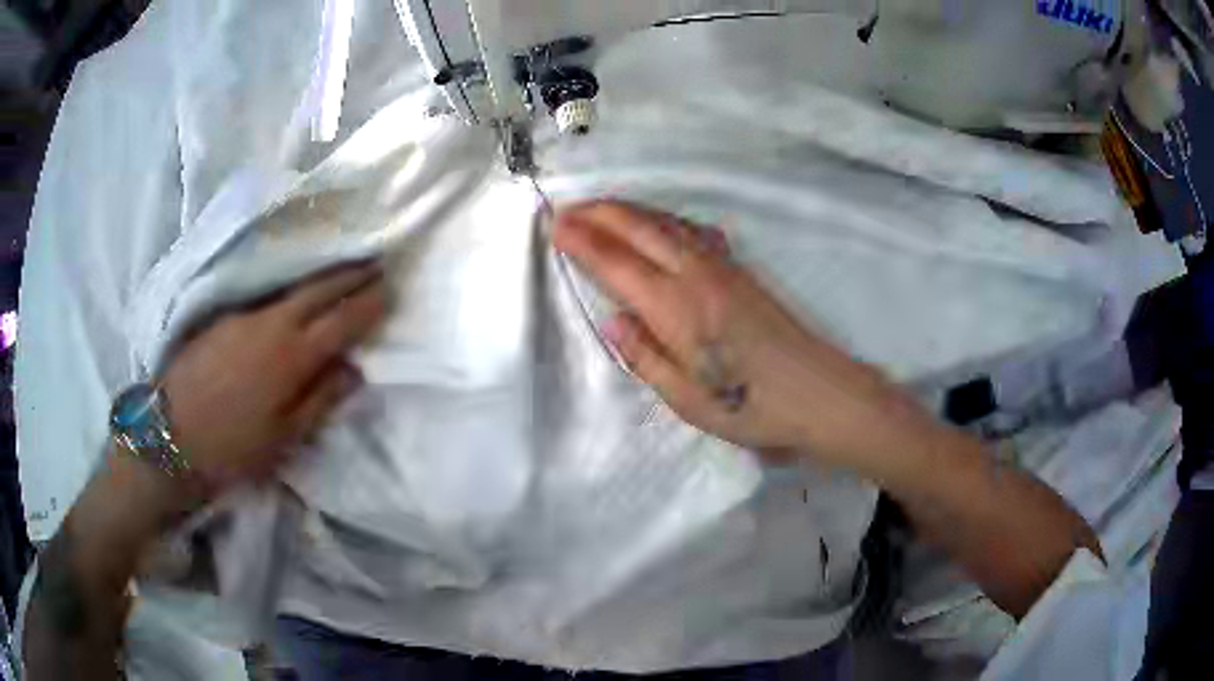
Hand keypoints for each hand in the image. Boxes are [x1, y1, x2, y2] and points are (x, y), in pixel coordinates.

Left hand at [160, 264, 387, 494]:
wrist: (170, 436)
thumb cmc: (233, 448)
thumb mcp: (284, 437)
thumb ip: (321, 399)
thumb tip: (354, 370)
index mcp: (292, 357)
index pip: (341, 320)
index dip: (368, 304)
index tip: (389, 289)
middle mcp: (271, 324)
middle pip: (318, 289)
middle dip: (349, 274)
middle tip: (373, 263)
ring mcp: (244, 315)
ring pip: (292, 288)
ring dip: (321, 277)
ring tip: (340, 272)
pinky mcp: (222, 317)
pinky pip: (267, 295)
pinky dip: (290, 289)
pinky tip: (293, 296)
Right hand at [554, 201, 935, 469]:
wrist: (818, 393)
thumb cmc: (751, 407)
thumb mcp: (687, 400)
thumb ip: (645, 356)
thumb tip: (611, 318)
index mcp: (676, 310)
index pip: (616, 263)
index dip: (582, 241)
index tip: (554, 226)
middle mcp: (696, 277)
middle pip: (639, 230)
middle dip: (599, 214)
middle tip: (566, 208)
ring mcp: (722, 268)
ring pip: (665, 224)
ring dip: (628, 211)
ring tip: (599, 209)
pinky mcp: (740, 271)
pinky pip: (690, 231)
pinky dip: (662, 219)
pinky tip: (657, 223)